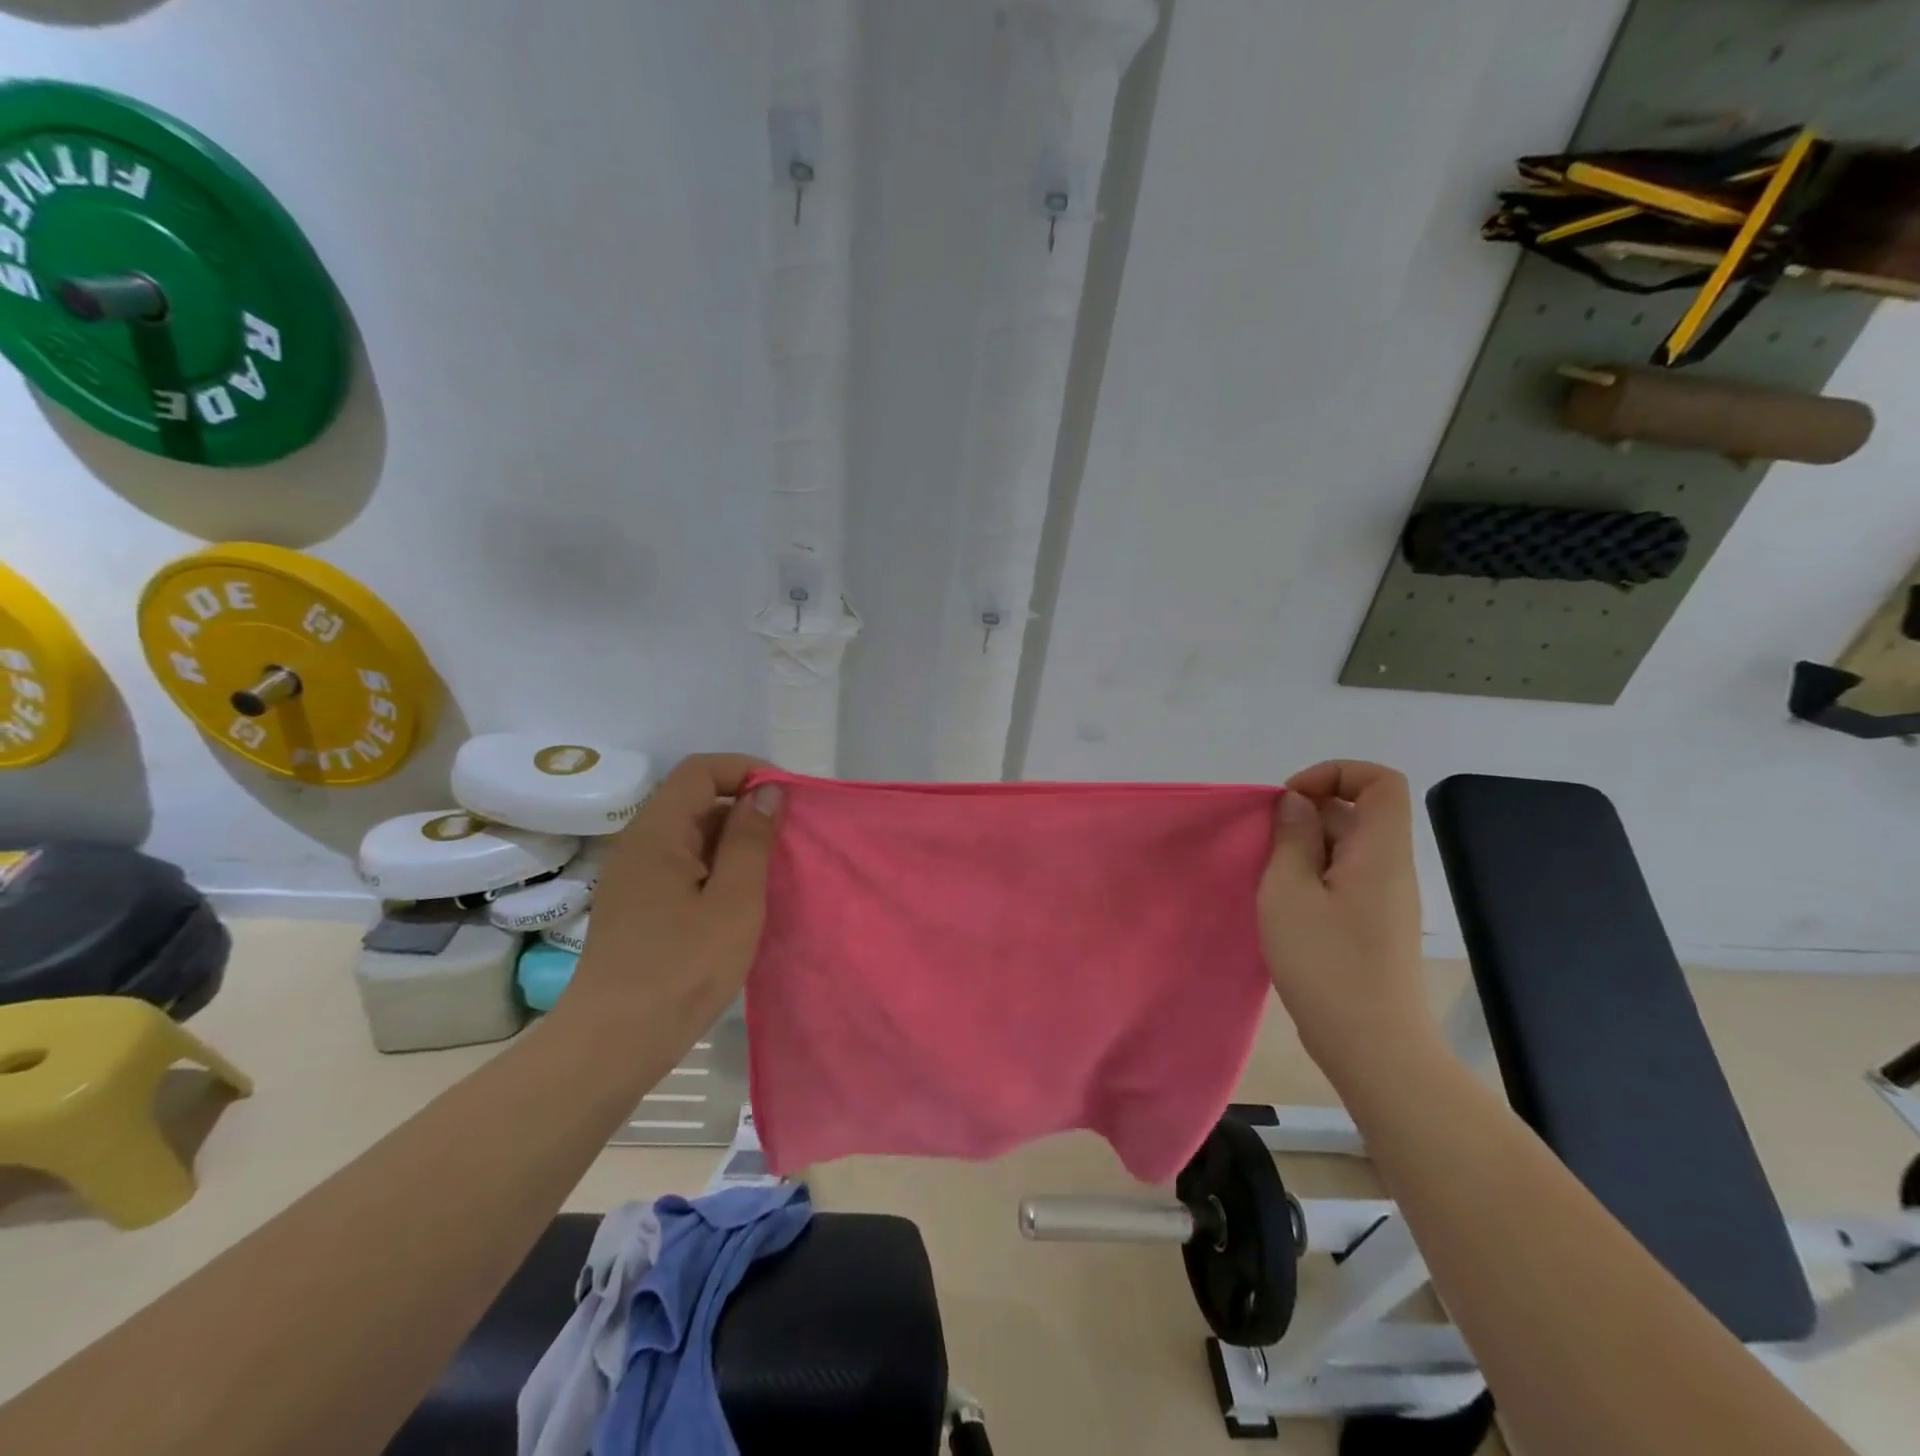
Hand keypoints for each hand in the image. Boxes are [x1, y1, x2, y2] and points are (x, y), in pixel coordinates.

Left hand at [563, 754, 783, 1031]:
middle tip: (787, 840)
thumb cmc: (681, 969)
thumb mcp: (734, 901)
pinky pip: (683, 865)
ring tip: (772, 872)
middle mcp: (640, 844)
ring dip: (734, 842)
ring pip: (691, 835)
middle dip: (745, 808)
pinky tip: (741, 901)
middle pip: (696, 799)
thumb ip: (751, 839)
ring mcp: (635, 876)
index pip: (701, 770)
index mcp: (658, 832)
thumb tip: (767, 790)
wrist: (613, 1043)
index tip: (786, 798)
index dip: (746, 770)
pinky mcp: (638, 905)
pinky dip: (717, 869)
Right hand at [1258, 761, 1434, 1087]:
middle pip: (1358, 812)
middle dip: (1308, 815)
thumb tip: (1297, 803)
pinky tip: (1285, 906)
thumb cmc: (1326, 963)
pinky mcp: (1373, 925)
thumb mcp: (1289, 892)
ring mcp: (1385, 899)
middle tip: (1268, 846)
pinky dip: (1312, 877)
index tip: (1291, 800)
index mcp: (1380, 851)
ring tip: (1271, 880)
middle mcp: (1390, 868)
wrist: (1372, 1046)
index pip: (1380, 781)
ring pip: (1347, 847)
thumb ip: (1291, 839)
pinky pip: (1344, 878)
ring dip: (1305, 849)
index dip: (1335, 774)